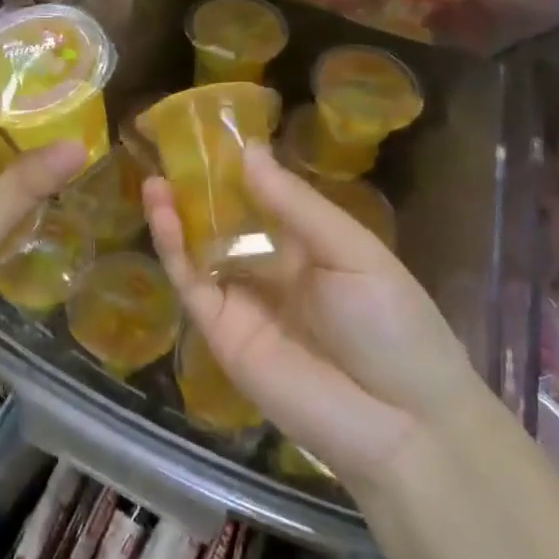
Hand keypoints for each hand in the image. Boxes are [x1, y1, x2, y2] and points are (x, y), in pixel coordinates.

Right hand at [144, 144, 480, 495]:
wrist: (402, 424)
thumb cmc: (392, 324)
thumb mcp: (352, 250)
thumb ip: (295, 204)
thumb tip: (249, 151)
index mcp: (308, 247)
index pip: (264, 200)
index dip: (238, 169)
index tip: (211, 133)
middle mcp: (271, 270)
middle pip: (225, 223)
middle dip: (198, 190)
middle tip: (170, 150)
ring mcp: (244, 303)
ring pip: (200, 251)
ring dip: (176, 215)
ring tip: (155, 177)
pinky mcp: (222, 334)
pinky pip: (192, 285)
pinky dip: (173, 249)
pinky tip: (164, 213)